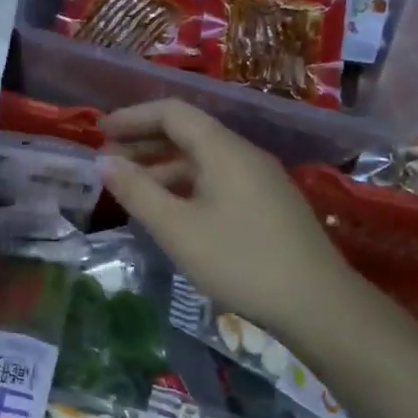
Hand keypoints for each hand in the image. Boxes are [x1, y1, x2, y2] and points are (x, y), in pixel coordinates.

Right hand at [101, 98, 360, 341]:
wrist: (318, 304)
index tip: (100, 131)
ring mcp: (260, 180)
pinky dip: (185, 185)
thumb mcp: (178, 228)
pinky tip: (170, 211)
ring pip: (202, 159)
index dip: (133, 117)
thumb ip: (138, 192)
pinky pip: (217, 180)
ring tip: (131, 188)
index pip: (173, 112)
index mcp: (223, 150)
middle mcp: (244, 155)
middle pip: (188, 132)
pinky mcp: (267, 205)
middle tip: (108, 159)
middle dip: (144, 141)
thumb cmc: (240, 261)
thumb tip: (105, 162)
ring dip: (162, 166)